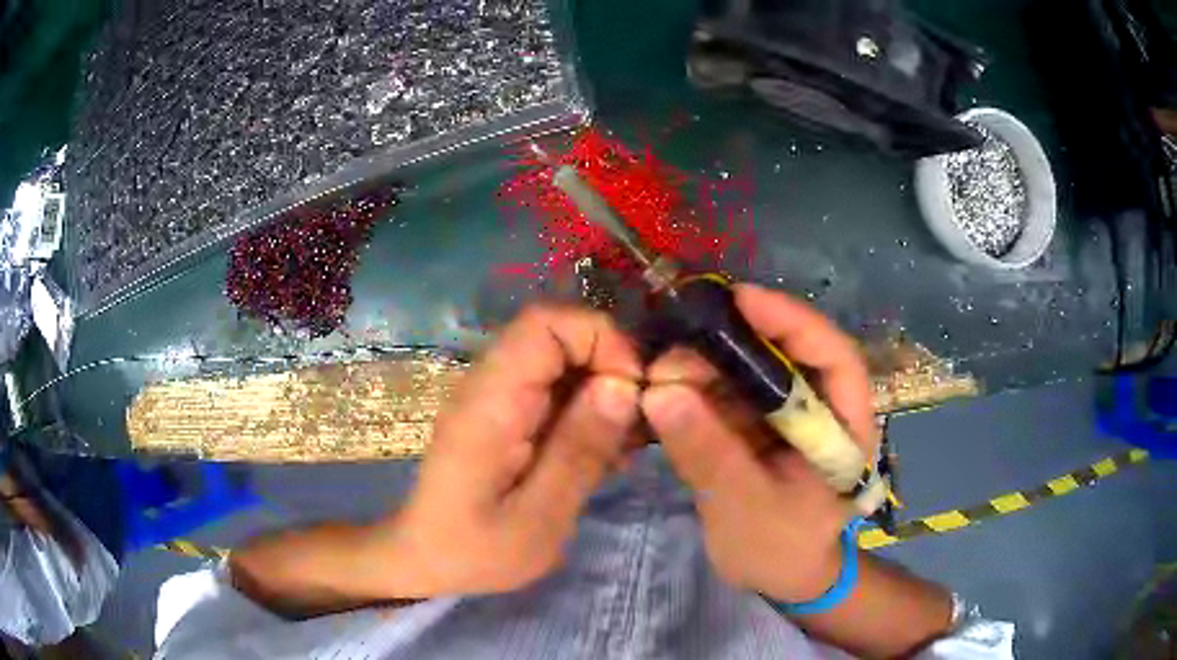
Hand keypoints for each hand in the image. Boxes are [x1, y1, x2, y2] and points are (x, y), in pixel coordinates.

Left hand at [387, 305, 641, 596]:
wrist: (426, 558)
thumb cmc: (475, 551)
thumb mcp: (538, 518)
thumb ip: (579, 451)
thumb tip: (623, 385)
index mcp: (491, 402)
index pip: (545, 323)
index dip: (600, 339)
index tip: (633, 389)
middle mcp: (489, 385)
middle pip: (558, 336)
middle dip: (609, 368)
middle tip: (636, 425)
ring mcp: (495, 397)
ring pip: (561, 361)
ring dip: (602, 392)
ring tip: (622, 447)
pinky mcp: (504, 414)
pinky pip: (554, 389)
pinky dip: (587, 411)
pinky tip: (601, 455)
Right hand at [642, 284, 877, 602]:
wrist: (779, 577)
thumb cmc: (780, 549)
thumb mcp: (746, 507)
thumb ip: (708, 453)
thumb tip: (659, 391)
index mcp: (847, 426)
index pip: (834, 357)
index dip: (792, 321)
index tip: (741, 300)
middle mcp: (822, 408)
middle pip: (789, 354)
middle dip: (735, 342)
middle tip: (679, 339)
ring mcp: (790, 415)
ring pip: (754, 371)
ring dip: (709, 363)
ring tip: (663, 367)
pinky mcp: (761, 425)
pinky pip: (731, 394)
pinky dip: (699, 387)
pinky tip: (667, 386)